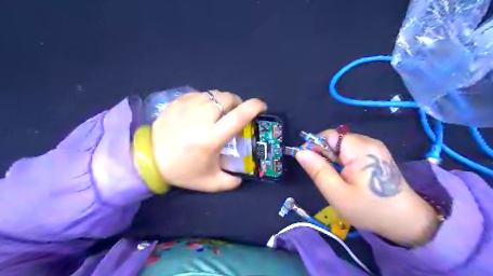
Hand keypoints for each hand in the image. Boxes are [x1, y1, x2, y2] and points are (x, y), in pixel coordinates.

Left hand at [152, 92, 265, 192]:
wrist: (149, 159)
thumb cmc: (181, 170)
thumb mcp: (209, 183)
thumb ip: (230, 182)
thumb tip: (241, 177)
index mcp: (212, 137)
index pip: (240, 115)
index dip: (255, 107)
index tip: (262, 107)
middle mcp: (203, 117)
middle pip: (229, 98)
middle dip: (238, 103)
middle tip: (236, 113)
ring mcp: (189, 106)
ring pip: (215, 94)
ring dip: (223, 101)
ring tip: (221, 112)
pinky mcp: (178, 102)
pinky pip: (200, 94)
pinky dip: (208, 100)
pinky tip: (203, 110)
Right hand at [297, 130, 438, 245]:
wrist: (406, 221)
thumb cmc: (369, 209)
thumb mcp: (337, 193)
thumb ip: (317, 170)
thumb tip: (300, 152)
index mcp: (359, 148)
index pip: (328, 135)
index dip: (315, 146)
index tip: (311, 165)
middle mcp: (368, 142)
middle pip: (336, 140)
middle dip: (325, 156)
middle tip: (327, 177)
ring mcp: (374, 148)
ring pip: (342, 147)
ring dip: (334, 160)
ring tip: (338, 179)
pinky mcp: (376, 155)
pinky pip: (351, 152)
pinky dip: (344, 162)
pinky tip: (348, 177)